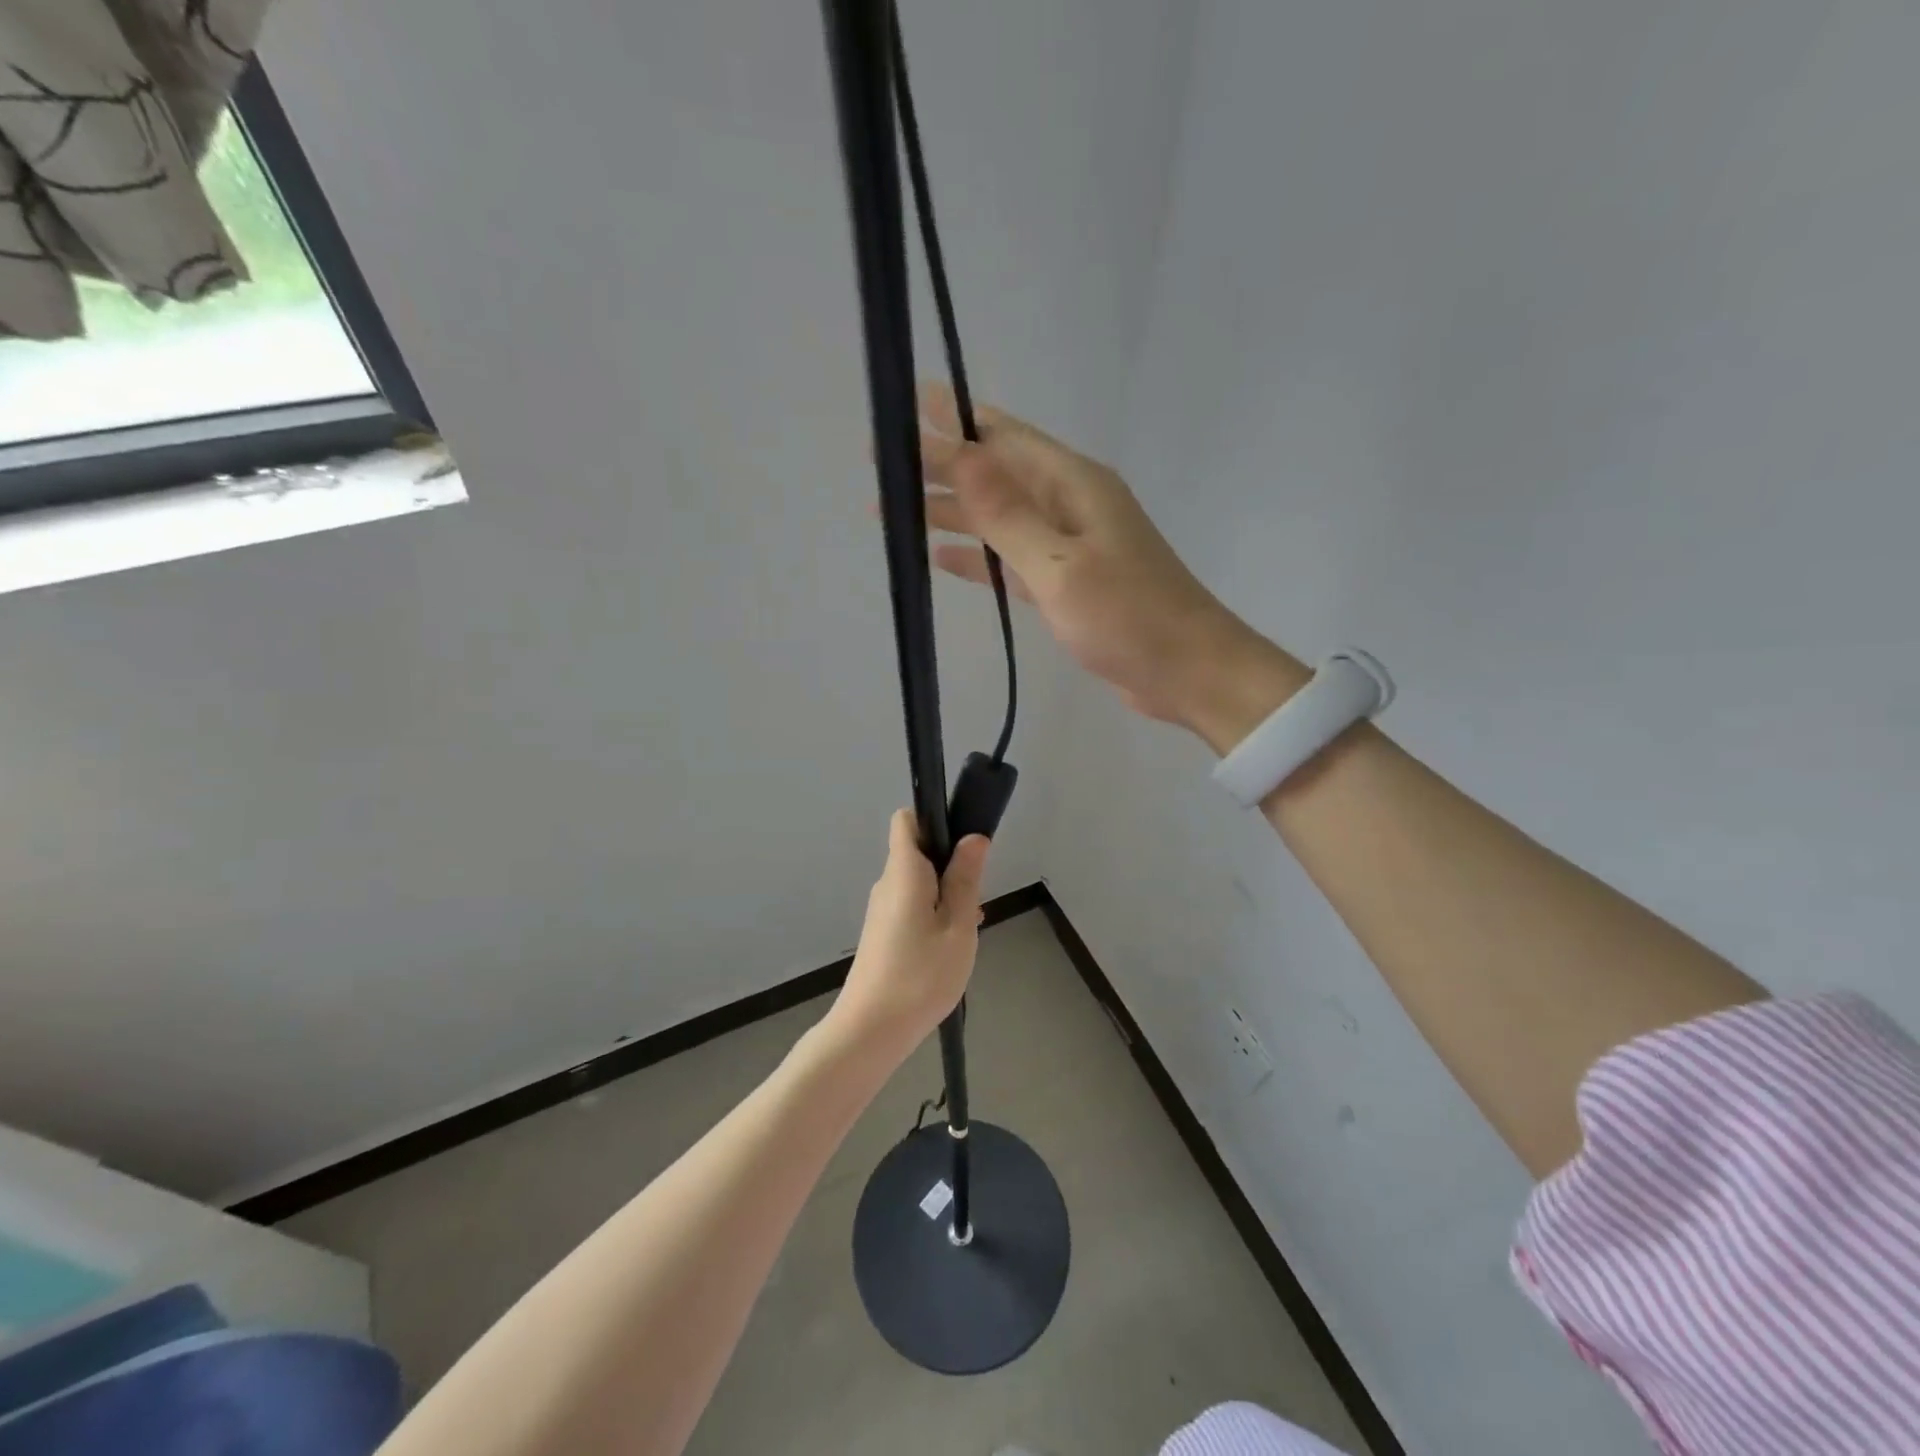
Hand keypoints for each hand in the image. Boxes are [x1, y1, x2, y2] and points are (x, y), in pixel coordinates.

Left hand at [828, 809, 989, 1056]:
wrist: (871, 1031)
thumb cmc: (920, 976)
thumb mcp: (957, 927)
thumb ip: (965, 879)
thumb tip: (972, 838)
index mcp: (903, 872)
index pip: (907, 820)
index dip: (935, 820)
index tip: (963, 842)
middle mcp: (887, 883)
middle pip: (918, 853)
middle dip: (950, 866)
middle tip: (974, 900)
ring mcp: (881, 910)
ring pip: (918, 884)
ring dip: (945, 895)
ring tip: (967, 930)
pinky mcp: (881, 933)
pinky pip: (911, 907)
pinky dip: (933, 915)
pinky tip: (950, 948)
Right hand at [916, 384, 1308, 752]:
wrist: (1187, 672)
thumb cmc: (1128, 617)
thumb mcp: (1061, 565)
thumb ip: (1008, 514)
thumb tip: (961, 454)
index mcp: (1073, 485)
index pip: (1003, 438)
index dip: (955, 420)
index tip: (907, 405)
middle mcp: (1069, 505)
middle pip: (994, 476)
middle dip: (941, 467)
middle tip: (882, 464)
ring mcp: (1068, 546)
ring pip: (998, 519)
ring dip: (951, 514)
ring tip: (897, 511)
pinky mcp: (1066, 585)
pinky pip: (1010, 560)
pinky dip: (977, 558)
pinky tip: (942, 558)